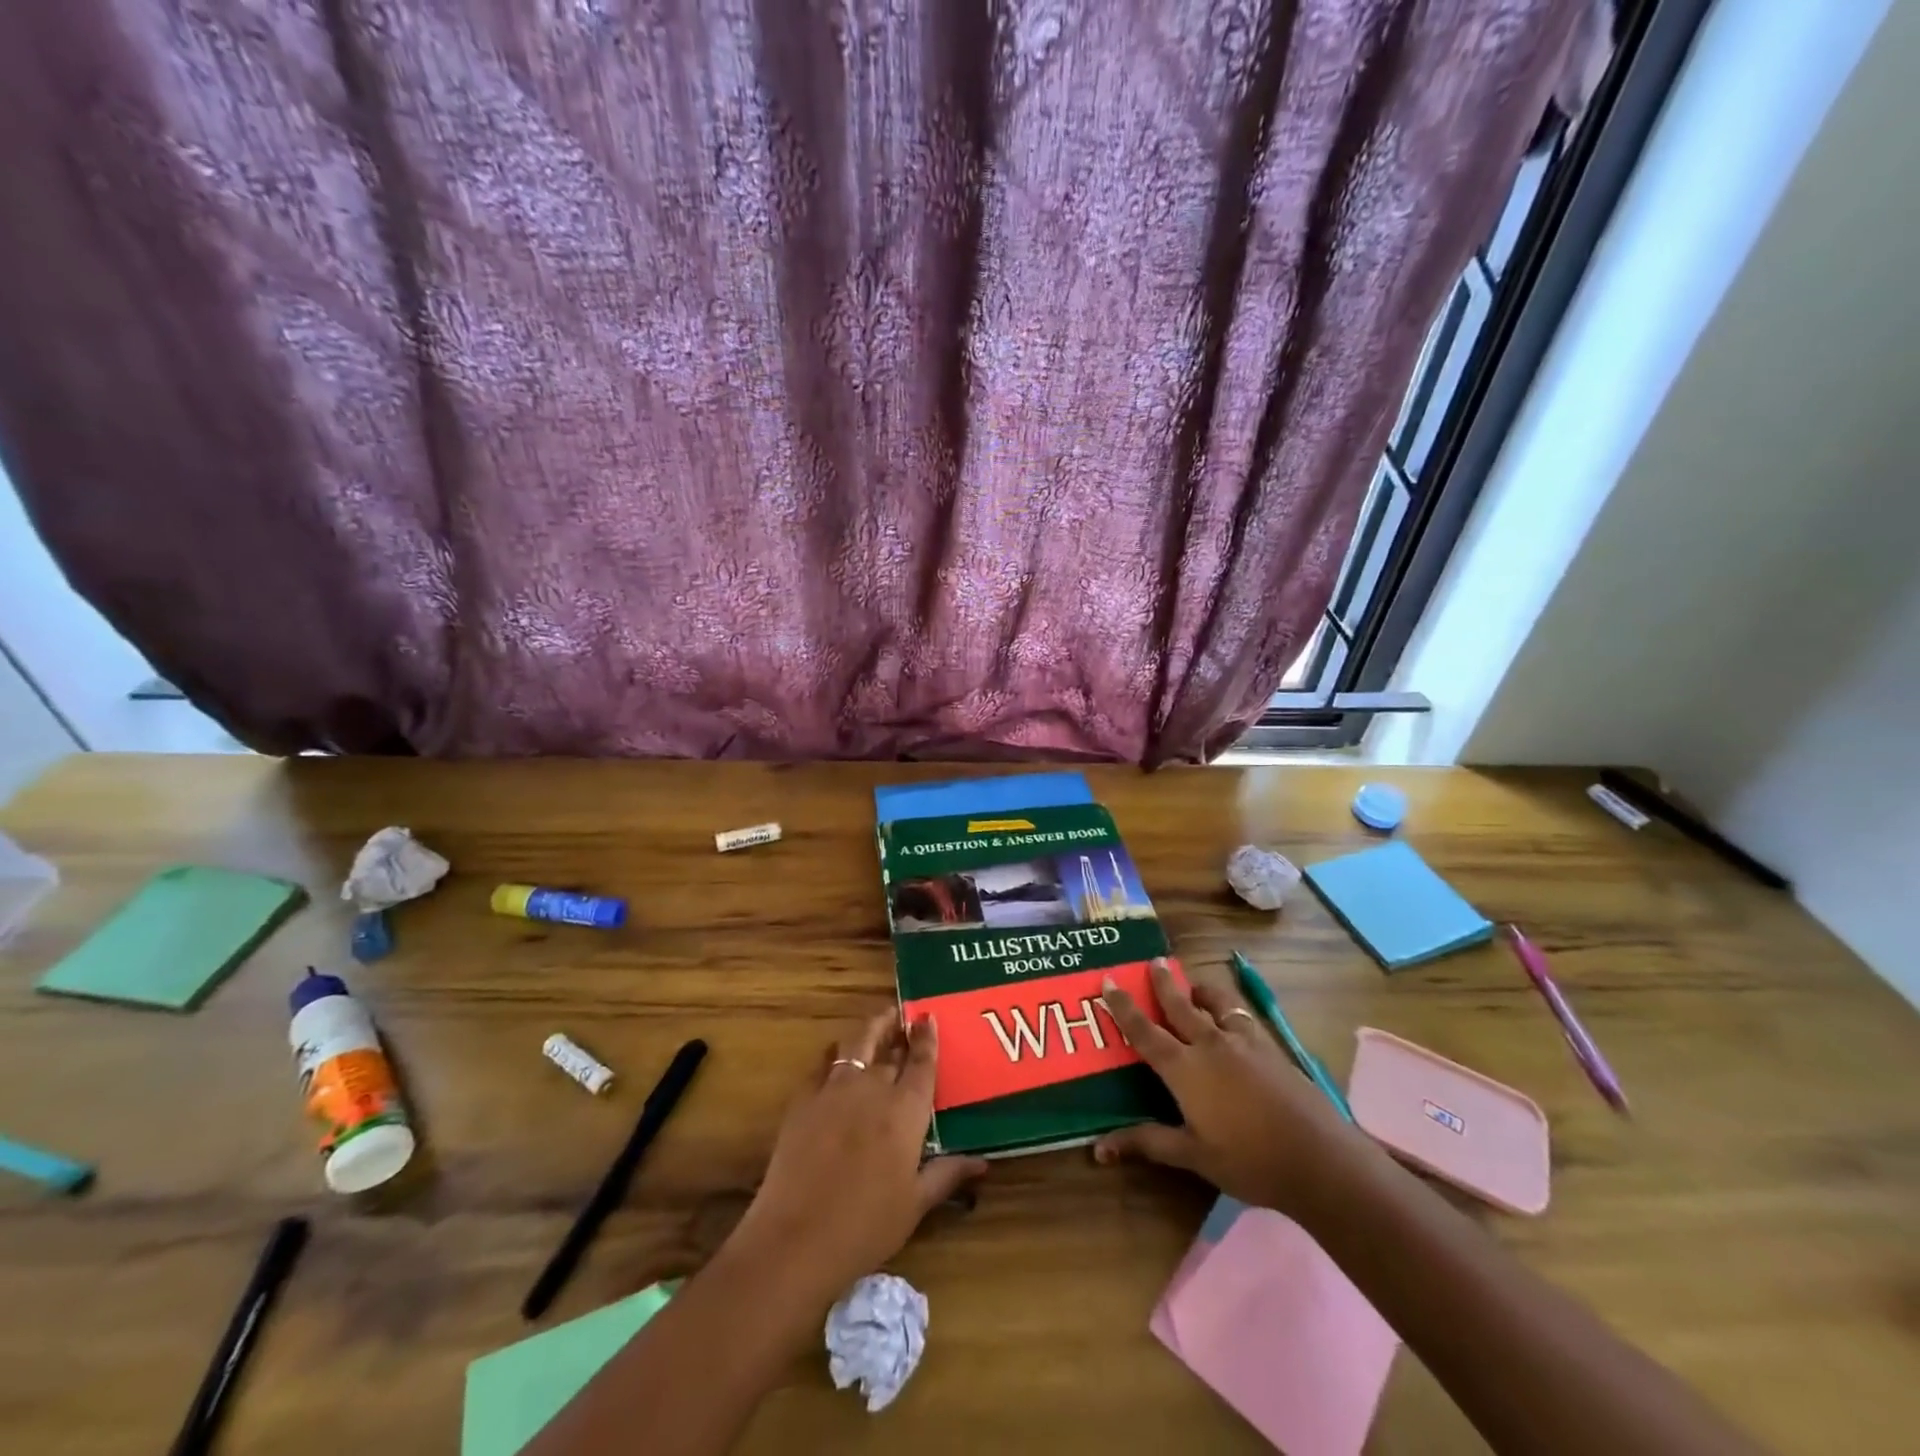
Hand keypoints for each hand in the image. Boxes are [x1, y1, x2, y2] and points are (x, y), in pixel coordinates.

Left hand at [729, 1011, 986, 1300]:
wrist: (797, 1238)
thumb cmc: (866, 1227)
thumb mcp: (915, 1204)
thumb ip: (947, 1174)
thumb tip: (982, 1162)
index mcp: (905, 1110)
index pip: (921, 1062)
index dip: (927, 1038)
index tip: (929, 1018)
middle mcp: (872, 1088)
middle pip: (890, 1049)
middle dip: (901, 1032)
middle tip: (907, 1021)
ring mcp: (835, 1089)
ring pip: (856, 1043)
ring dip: (871, 1029)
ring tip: (879, 1022)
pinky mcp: (803, 1099)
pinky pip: (824, 1062)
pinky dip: (835, 1053)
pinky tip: (837, 1055)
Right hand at [1093, 958, 1357, 1216]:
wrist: (1319, 1158)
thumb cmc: (1249, 1160)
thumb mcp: (1194, 1156)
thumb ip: (1148, 1143)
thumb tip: (1098, 1147)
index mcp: (1185, 1068)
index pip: (1145, 1031)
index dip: (1124, 1007)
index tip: (1109, 981)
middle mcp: (1210, 1044)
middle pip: (1180, 1004)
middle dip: (1164, 982)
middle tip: (1154, 961)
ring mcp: (1244, 1042)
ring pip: (1217, 1002)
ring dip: (1201, 989)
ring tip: (1194, 984)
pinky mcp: (1271, 1048)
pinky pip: (1243, 1016)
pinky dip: (1230, 1008)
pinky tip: (1233, 1017)